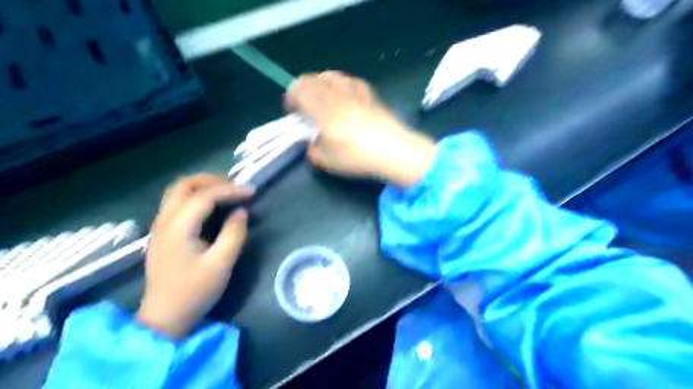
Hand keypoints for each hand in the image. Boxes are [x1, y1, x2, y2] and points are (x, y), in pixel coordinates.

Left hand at [137, 175, 253, 338]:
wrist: (164, 317)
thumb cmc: (194, 292)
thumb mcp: (221, 264)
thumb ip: (234, 234)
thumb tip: (241, 211)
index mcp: (178, 228)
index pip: (204, 196)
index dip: (230, 190)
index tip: (252, 191)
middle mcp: (164, 221)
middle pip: (183, 185)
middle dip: (211, 180)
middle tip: (235, 186)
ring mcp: (160, 227)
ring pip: (177, 192)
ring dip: (202, 186)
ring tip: (226, 192)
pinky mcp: (163, 234)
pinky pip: (177, 203)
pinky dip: (196, 197)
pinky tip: (211, 207)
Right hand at [286, 72, 433, 187]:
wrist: (393, 150)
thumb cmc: (355, 156)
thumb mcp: (325, 161)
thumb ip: (313, 149)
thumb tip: (313, 143)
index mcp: (320, 106)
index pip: (298, 88)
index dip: (291, 97)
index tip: (294, 113)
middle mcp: (335, 92)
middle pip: (312, 78)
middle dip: (303, 90)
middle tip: (306, 108)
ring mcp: (355, 90)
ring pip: (331, 75)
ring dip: (321, 85)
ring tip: (325, 101)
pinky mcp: (370, 93)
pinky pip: (350, 80)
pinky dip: (341, 85)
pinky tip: (346, 99)